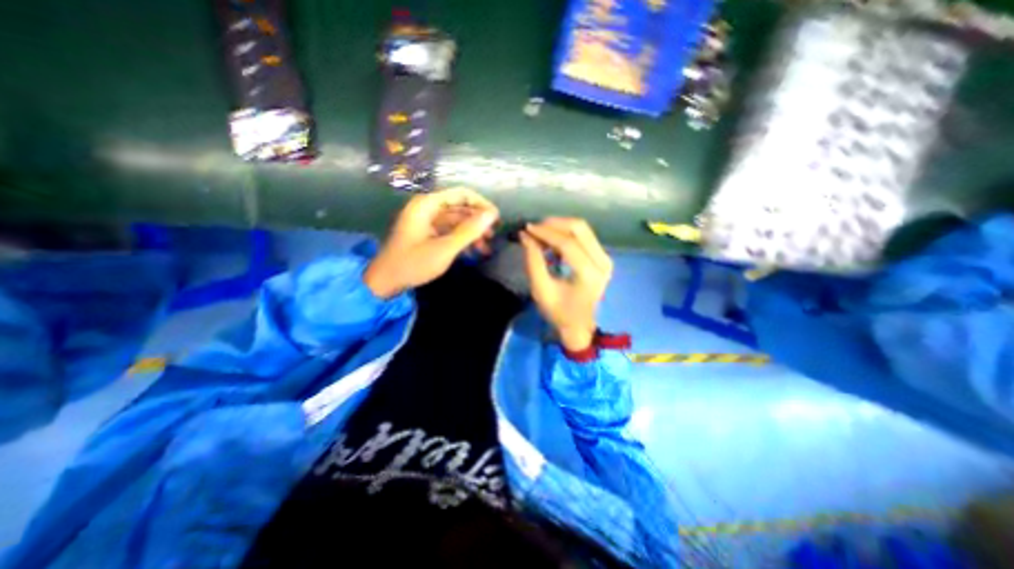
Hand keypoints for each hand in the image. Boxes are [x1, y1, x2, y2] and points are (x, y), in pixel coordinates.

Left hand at [367, 189, 498, 300]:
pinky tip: (473, 252)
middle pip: (460, 208)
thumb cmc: (413, 263)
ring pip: (456, 221)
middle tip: (493, 236)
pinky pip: (449, 232)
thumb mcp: (445, 248)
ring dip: (472, 233)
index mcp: (427, 204)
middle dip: (478, 221)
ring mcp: (426, 222)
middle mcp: (427, 208)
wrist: (385, 282)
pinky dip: (461, 240)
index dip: (481, 204)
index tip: (496, 219)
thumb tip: (492, 214)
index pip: (461, 194)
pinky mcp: (427, 234)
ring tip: (486, 248)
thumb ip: (469, 231)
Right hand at [518, 217, 613, 350]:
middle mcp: (602, 262)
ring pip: (583, 229)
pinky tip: (552, 241)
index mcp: (589, 274)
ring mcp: (606, 258)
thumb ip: (533, 261)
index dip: (546, 232)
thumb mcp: (541, 289)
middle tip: (534, 229)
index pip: (568, 243)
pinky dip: (566, 234)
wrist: (579, 325)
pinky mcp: (603, 257)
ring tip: (541, 235)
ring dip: (559, 227)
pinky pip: (585, 236)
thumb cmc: (558, 312)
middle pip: (579, 228)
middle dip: (554, 224)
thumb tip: (525, 236)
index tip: (527, 228)